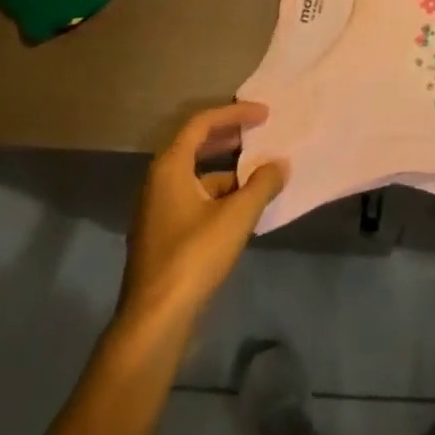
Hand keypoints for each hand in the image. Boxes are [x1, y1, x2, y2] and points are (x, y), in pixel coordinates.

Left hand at [119, 102, 285, 335]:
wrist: (154, 321)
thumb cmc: (193, 257)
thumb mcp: (237, 216)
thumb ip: (263, 184)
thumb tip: (280, 164)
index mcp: (170, 167)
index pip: (202, 123)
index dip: (235, 113)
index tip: (264, 114)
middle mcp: (158, 182)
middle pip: (195, 145)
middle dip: (230, 137)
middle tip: (259, 134)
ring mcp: (157, 210)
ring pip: (196, 175)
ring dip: (227, 170)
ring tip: (259, 174)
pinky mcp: (163, 236)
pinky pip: (194, 198)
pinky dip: (219, 194)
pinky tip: (242, 209)